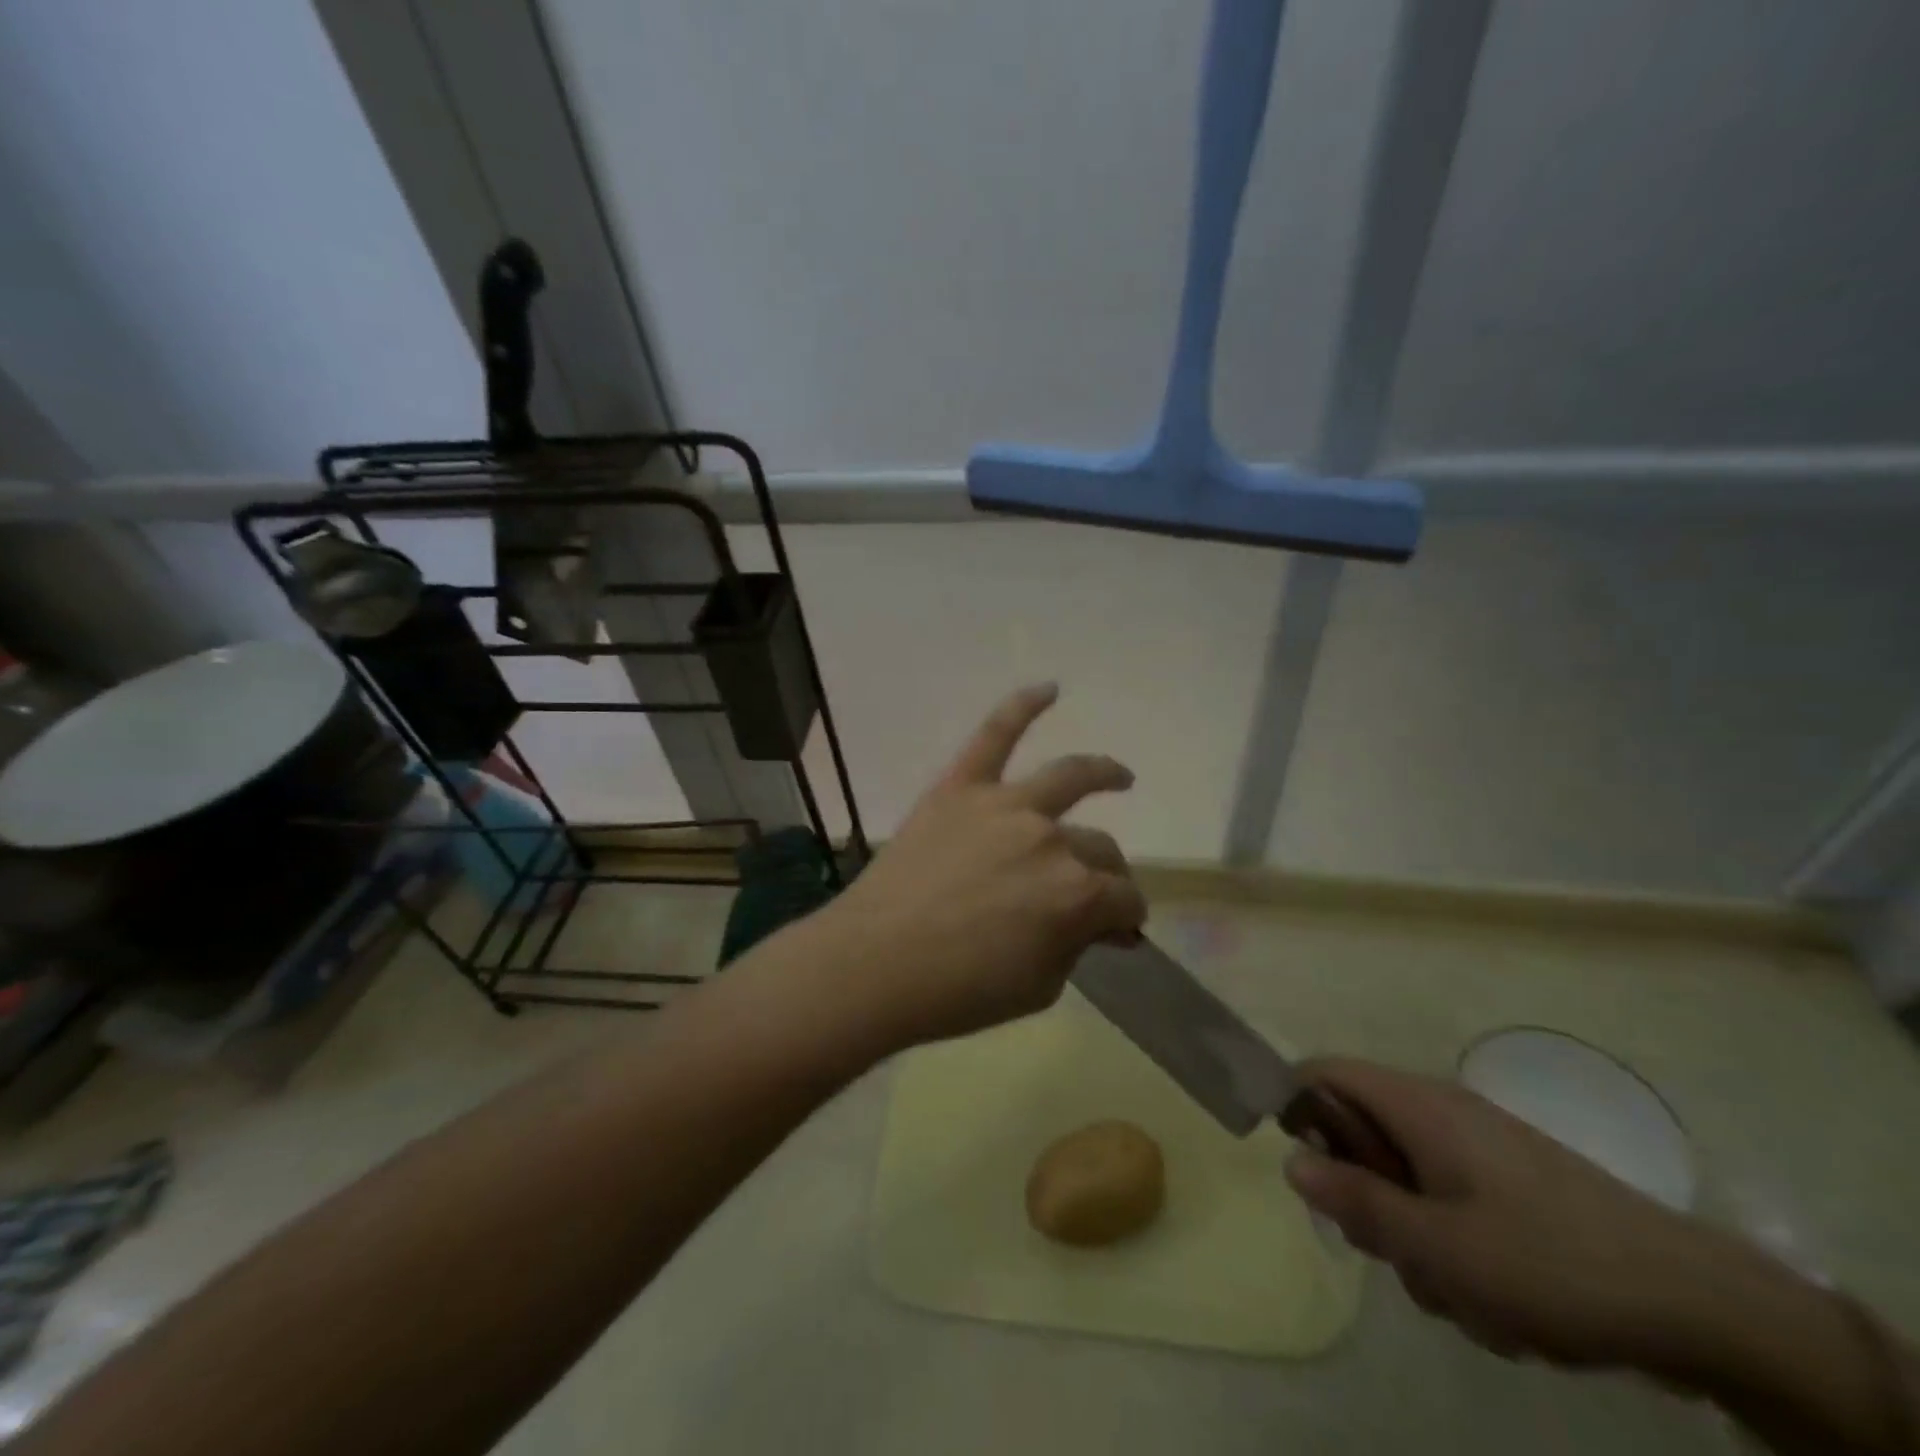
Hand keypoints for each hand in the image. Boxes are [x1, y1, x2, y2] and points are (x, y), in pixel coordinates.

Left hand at [811, 684, 1145, 1049]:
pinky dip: (1022, 706)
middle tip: (1098, 893)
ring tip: (1120, 776)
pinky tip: (1049, 689)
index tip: (1120, 932)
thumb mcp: (1039, 988)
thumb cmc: (958, 991)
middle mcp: (1051, 838)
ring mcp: (1004, 805)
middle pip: (1099, 848)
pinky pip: (994, 735)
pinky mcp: (960, 787)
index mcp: (1076, 894)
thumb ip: (1076, 947)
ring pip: (1068, 777)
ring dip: (1102, 773)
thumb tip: (1096, 925)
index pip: (1123, 899)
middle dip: (1108, 875)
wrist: (873, 964)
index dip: (1127, 918)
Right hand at [1284, 1058, 1733, 1373]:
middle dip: (1368, 1201)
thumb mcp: (1439, 1247)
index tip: (1304, 1172)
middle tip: (1400, 1253)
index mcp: (1416, 1104)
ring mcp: (1479, 1150)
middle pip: (1361, 1137)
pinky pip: (1450, 1208)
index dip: (1295, 1108)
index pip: (1322, 1073)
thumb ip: (1356, 1201)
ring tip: (1466, 1295)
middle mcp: (1441, 1113)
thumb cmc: (1551, 1264)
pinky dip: (1457, 1254)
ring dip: (1418, 1244)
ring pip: (1405, 1184)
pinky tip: (1501, 1303)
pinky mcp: (1511, 1188)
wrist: (1703, 1307)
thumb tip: (1290, 1162)